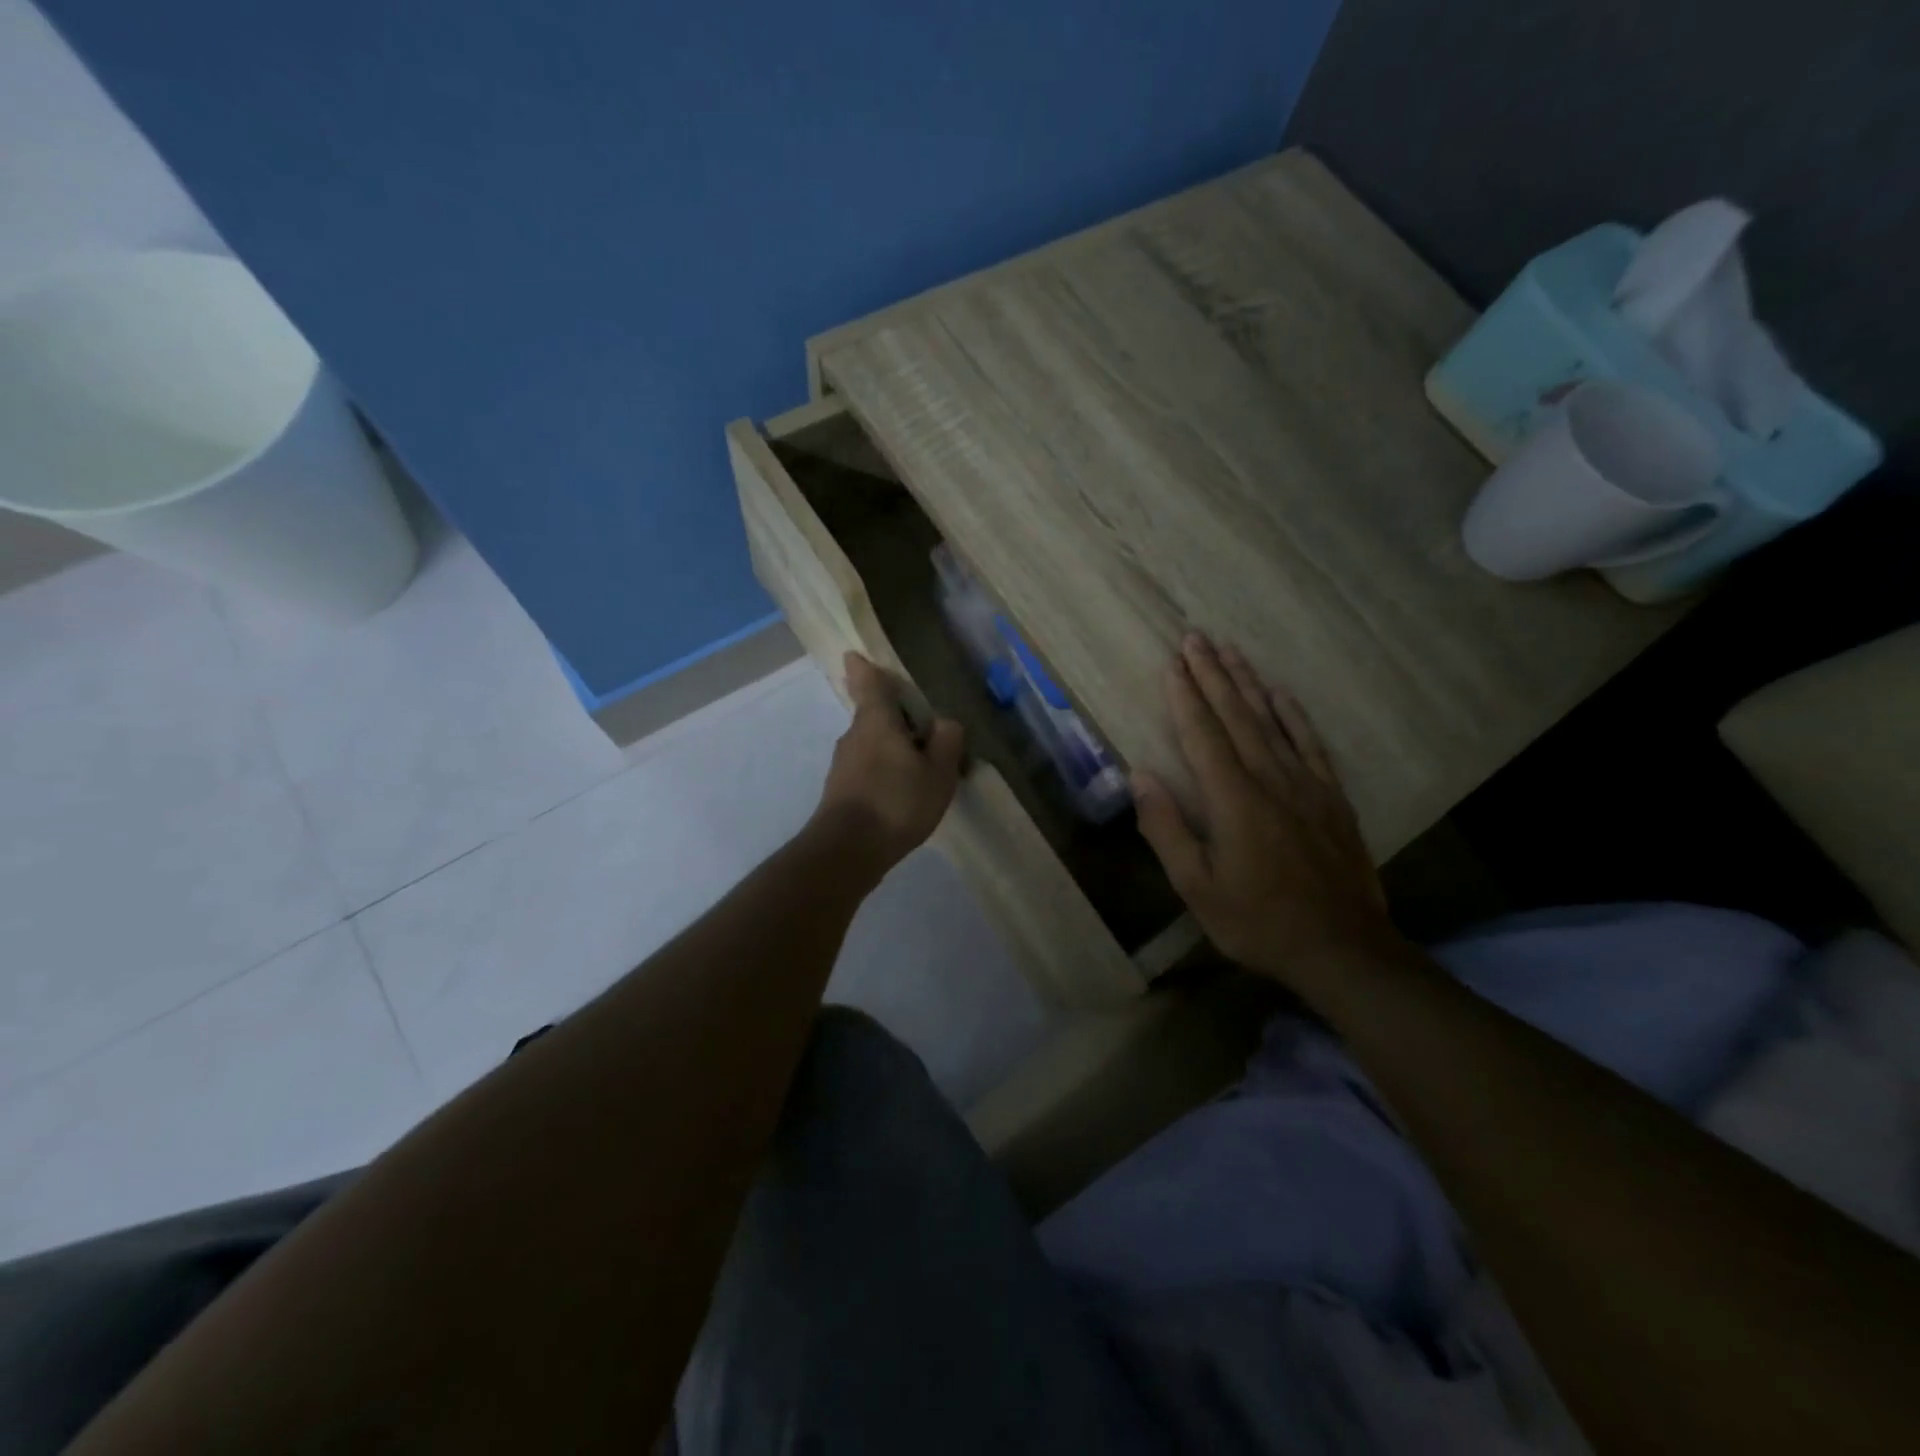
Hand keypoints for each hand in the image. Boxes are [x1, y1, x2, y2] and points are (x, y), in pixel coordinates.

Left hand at [813, 652, 964, 875]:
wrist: (848, 851)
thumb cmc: (896, 801)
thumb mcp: (938, 771)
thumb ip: (946, 740)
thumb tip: (944, 722)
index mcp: (876, 721)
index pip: (868, 683)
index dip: (864, 668)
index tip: (854, 656)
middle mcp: (854, 736)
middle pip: (873, 716)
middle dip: (894, 718)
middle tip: (923, 728)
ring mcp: (843, 766)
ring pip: (871, 746)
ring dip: (891, 749)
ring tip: (921, 769)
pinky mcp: (840, 792)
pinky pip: (868, 770)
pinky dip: (885, 773)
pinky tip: (904, 795)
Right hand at [1133, 635, 1399, 989]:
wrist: (1342, 948)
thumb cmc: (1257, 921)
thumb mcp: (1197, 887)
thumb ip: (1167, 829)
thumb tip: (1140, 776)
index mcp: (1233, 800)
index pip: (1203, 735)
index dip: (1185, 697)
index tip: (1172, 663)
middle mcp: (1270, 780)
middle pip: (1236, 716)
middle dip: (1212, 675)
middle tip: (1195, 638)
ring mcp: (1306, 785)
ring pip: (1272, 721)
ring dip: (1248, 683)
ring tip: (1230, 650)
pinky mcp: (1332, 798)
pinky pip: (1311, 744)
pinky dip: (1294, 715)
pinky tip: (1281, 693)